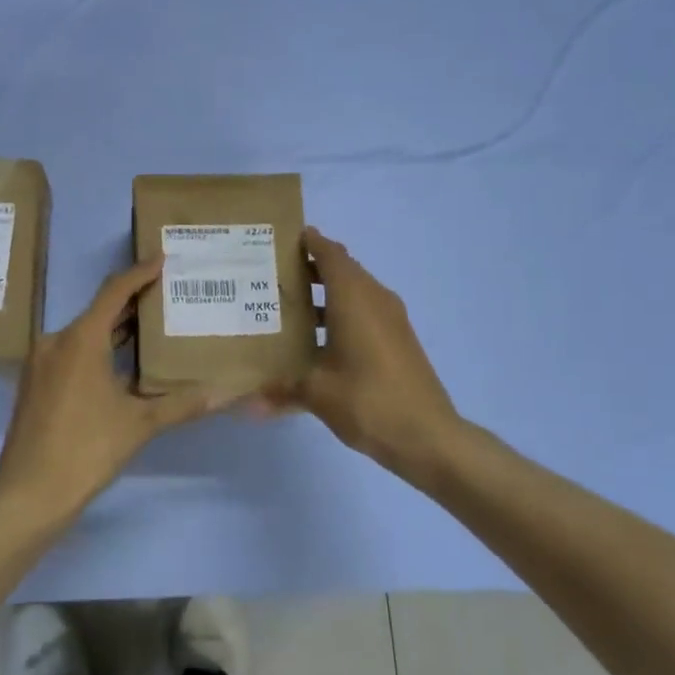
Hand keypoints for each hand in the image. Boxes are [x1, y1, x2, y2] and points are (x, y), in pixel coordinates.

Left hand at [0, 258, 225, 522]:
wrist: (29, 493)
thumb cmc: (86, 450)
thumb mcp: (140, 425)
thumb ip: (183, 404)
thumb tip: (227, 393)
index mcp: (80, 339)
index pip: (115, 292)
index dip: (140, 273)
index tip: (164, 259)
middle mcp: (56, 341)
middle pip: (99, 311)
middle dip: (133, 303)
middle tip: (168, 296)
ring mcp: (41, 362)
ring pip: (84, 333)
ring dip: (116, 329)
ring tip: (152, 327)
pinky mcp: (35, 382)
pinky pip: (71, 352)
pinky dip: (98, 349)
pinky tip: (122, 364)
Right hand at [263, 228, 464, 482]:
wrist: (428, 436)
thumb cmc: (368, 401)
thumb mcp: (318, 394)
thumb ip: (280, 391)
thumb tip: (246, 405)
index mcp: (354, 298)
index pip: (330, 254)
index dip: (309, 242)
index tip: (282, 239)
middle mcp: (375, 299)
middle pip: (343, 269)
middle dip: (312, 267)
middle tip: (274, 273)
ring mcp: (391, 320)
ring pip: (355, 291)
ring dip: (327, 292)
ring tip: (289, 304)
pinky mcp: (398, 340)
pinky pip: (365, 311)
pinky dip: (342, 312)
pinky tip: (318, 338)